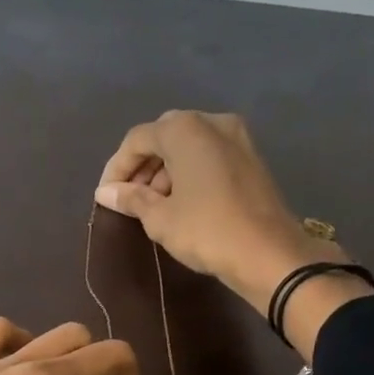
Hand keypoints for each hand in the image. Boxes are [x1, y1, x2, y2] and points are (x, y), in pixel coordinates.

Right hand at [95, 109, 342, 311]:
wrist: (268, 253)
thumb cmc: (206, 230)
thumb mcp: (159, 218)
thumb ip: (130, 198)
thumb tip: (105, 192)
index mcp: (185, 130)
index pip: (137, 139)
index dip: (116, 167)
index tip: (106, 196)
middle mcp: (211, 122)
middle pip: (163, 136)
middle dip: (142, 166)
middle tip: (129, 199)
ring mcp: (237, 137)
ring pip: (188, 146)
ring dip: (165, 170)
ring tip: (153, 206)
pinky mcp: (251, 158)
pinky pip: (208, 156)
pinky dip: (189, 172)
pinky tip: (181, 203)